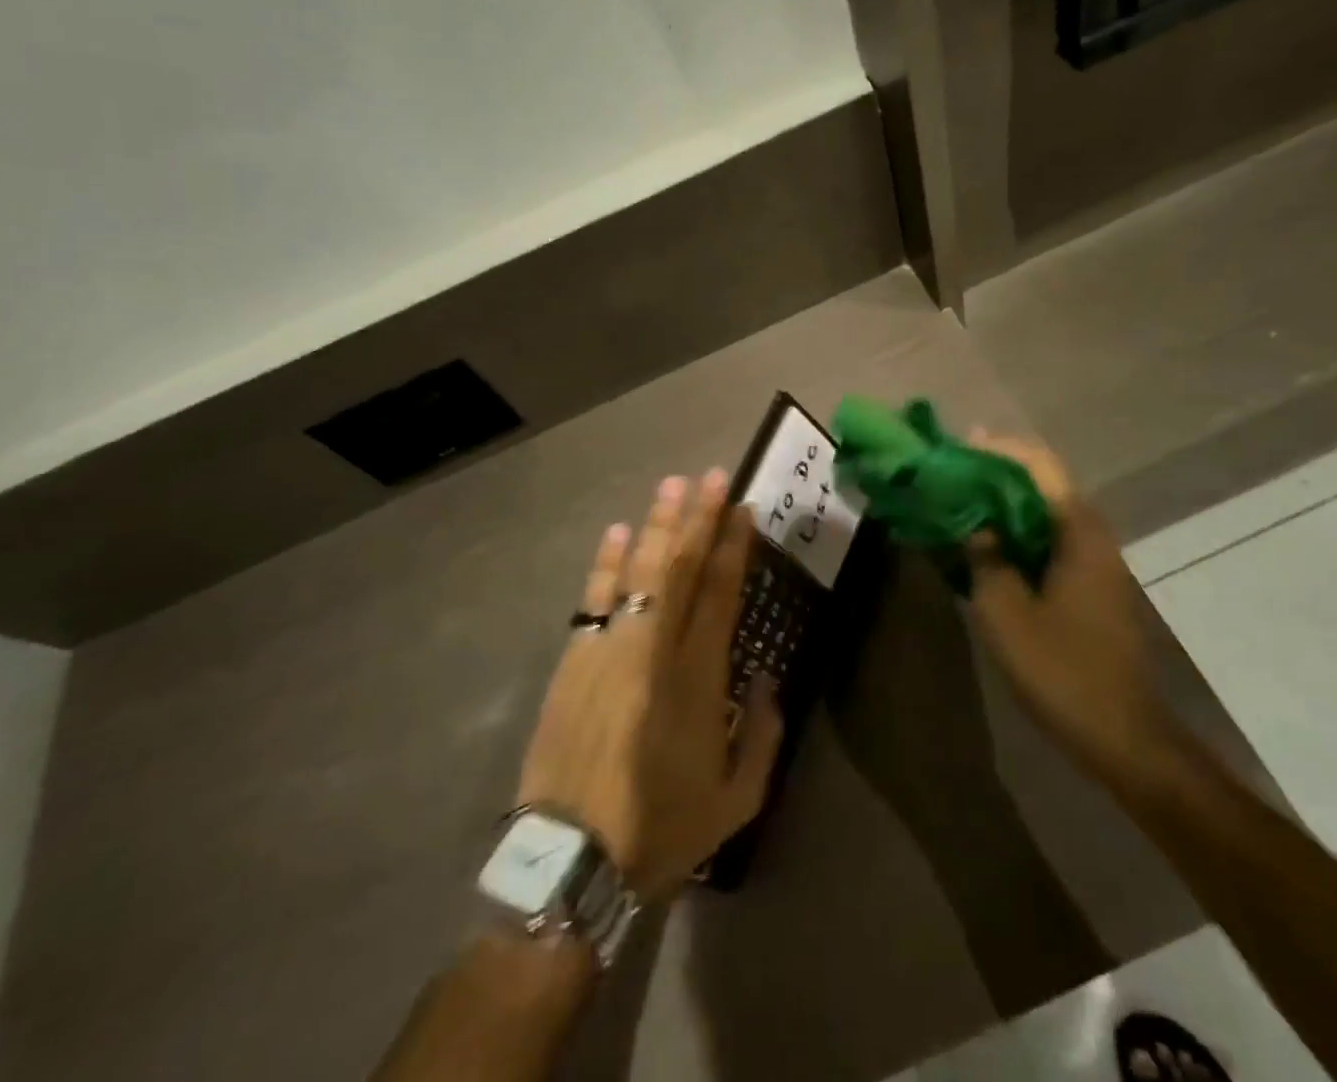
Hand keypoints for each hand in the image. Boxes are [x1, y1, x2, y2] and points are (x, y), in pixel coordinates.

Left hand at [517, 470, 782, 900]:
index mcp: (699, 677)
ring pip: (640, 571)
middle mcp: (655, 649)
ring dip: (657, 525)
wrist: (573, 860)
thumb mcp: (737, 799)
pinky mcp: (574, 659)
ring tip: (672, 485)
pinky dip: (607, 562)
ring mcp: (610, 648)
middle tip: (713, 476)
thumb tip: (764, 676)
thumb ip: (763, 733)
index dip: (733, 547)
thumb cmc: (662, 827)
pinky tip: (618, 532)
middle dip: (700, 518)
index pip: (720, 593)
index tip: (743, 510)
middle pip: (682, 568)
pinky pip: (594, 598)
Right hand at [962, 433, 1167, 764]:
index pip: (1039, 467)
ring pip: (1045, 514)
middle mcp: (1093, 537)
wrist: (1124, 737)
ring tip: (960, 503)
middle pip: (1044, 484)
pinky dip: (1016, 534)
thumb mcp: (1005, 613)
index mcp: (1078, 533)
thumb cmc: (1063, 671)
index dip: (999, 449)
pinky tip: (986, 547)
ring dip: (1004, 504)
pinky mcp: (1091, 587)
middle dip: (997, 473)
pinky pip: (1049, 541)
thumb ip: (985, 559)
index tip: (959, 444)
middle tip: (951, 473)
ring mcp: (1096, 563)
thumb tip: (975, 527)